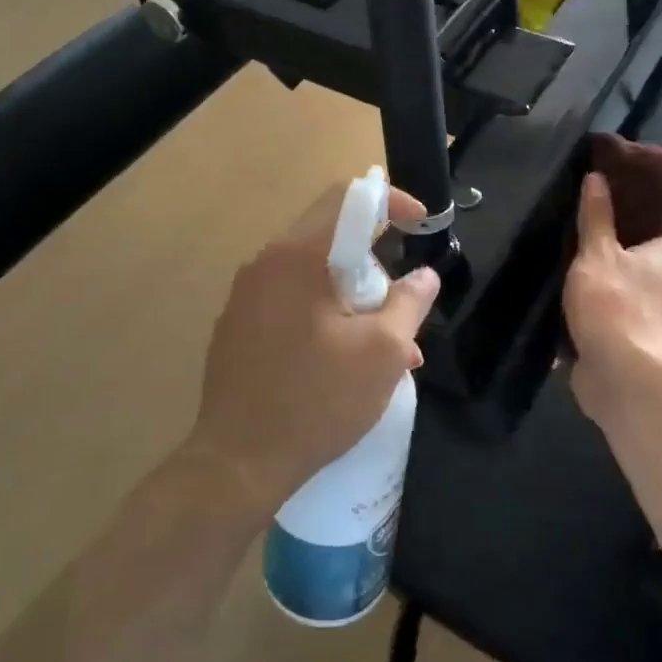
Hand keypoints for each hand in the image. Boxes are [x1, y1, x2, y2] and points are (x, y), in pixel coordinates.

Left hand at [187, 180, 440, 513]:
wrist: (237, 463)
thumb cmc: (317, 401)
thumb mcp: (382, 352)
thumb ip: (409, 302)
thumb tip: (424, 276)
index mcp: (297, 256)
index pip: (349, 198)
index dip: (392, 200)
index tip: (421, 223)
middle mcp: (265, 264)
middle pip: (331, 237)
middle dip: (375, 266)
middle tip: (400, 310)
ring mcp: (245, 296)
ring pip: (313, 275)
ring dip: (354, 299)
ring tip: (385, 352)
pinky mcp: (237, 327)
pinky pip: (290, 302)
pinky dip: (324, 316)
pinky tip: (343, 364)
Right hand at [564, 171, 661, 426]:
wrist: (619, 372)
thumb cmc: (614, 303)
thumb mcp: (598, 253)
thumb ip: (596, 218)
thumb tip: (598, 176)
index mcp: (660, 260)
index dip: (661, 211)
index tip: (640, 195)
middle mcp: (658, 287)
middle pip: (650, 259)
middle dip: (630, 243)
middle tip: (599, 221)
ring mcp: (642, 318)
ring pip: (628, 288)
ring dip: (610, 276)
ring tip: (578, 256)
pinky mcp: (621, 342)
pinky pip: (607, 316)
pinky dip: (594, 307)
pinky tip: (569, 298)